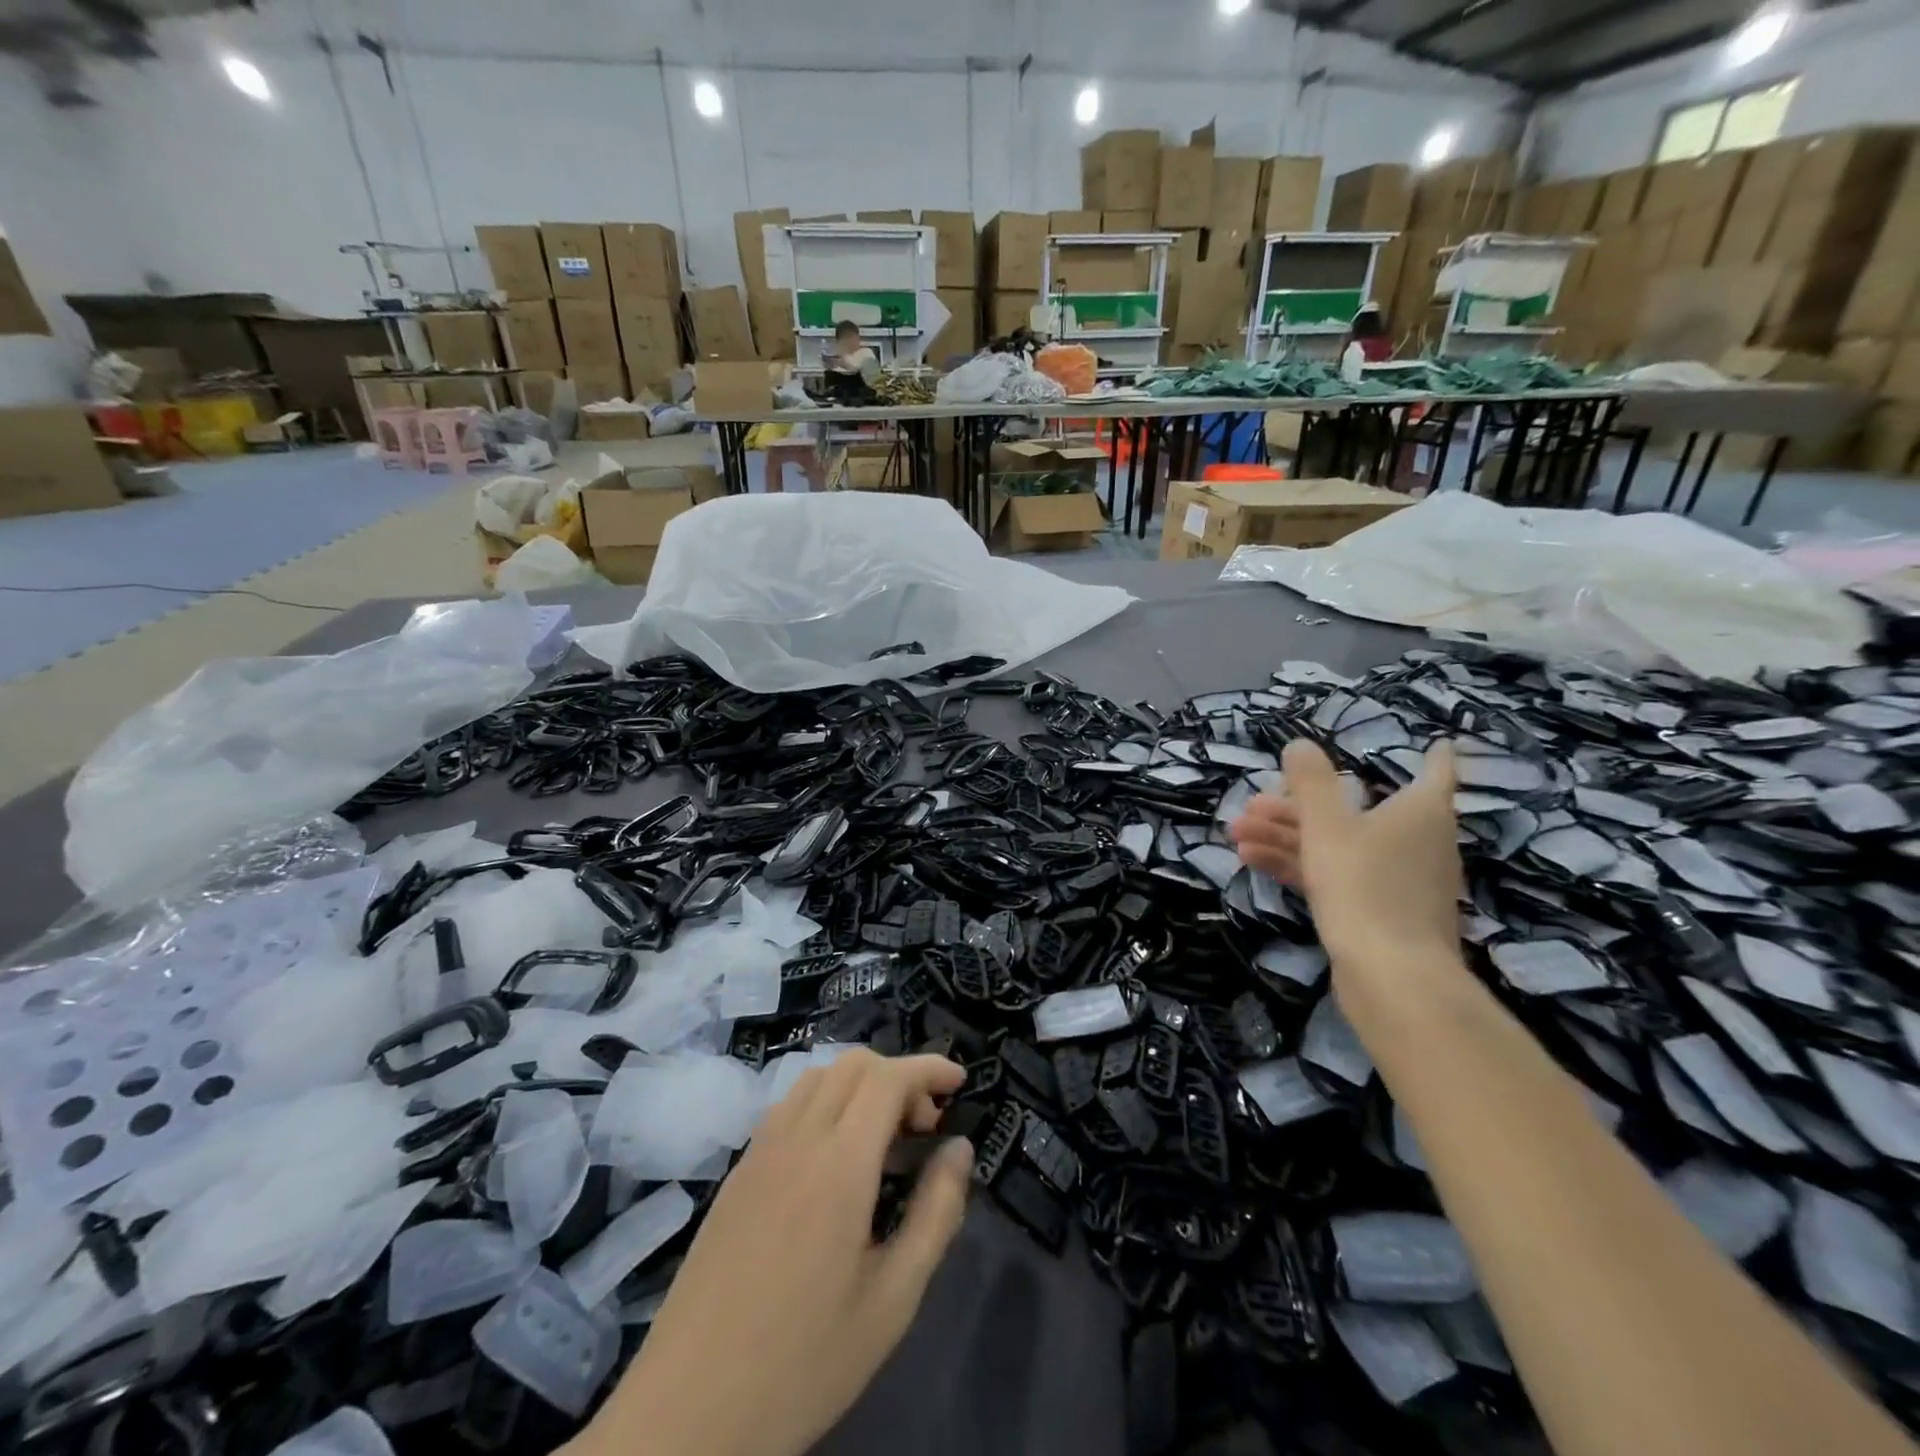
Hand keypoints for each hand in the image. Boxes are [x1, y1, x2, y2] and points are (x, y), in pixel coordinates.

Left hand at [583, 1050, 971, 1455]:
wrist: (689, 1412)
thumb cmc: (804, 1361)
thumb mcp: (893, 1299)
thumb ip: (936, 1213)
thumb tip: (960, 1148)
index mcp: (839, 1164)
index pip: (889, 1078)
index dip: (929, 1068)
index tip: (960, 1082)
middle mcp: (797, 1138)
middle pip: (854, 1064)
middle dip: (899, 1075)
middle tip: (924, 1127)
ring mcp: (760, 1151)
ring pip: (818, 1077)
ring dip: (860, 1084)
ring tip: (882, 1138)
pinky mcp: (737, 1172)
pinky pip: (788, 1106)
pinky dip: (825, 1102)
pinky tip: (833, 1157)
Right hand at [1231, 738, 1465, 998]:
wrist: (1391, 977)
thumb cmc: (1364, 886)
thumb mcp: (1326, 826)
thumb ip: (1311, 782)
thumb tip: (1300, 744)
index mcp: (1419, 812)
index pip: (1434, 772)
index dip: (1433, 756)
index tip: (1439, 742)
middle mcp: (1415, 842)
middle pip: (1356, 811)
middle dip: (1299, 806)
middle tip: (1252, 804)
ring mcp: (1396, 881)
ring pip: (1339, 845)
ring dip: (1287, 836)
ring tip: (1236, 833)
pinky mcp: (1376, 912)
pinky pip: (1335, 876)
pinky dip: (1299, 865)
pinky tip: (1251, 861)